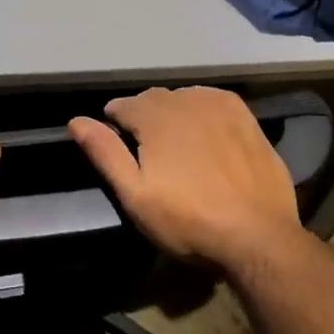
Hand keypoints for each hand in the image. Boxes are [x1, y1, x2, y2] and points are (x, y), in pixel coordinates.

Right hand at [69, 86, 301, 271]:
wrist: (257, 234)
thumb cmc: (188, 219)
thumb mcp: (135, 195)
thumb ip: (105, 153)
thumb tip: (76, 121)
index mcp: (154, 115)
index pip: (122, 106)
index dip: (115, 124)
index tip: (120, 146)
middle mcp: (184, 99)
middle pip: (153, 99)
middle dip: (144, 118)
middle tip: (148, 152)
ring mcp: (219, 105)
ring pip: (184, 98)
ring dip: (174, 114)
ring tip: (178, 146)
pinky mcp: (245, 116)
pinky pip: (213, 102)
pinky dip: (203, 113)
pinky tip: (208, 135)